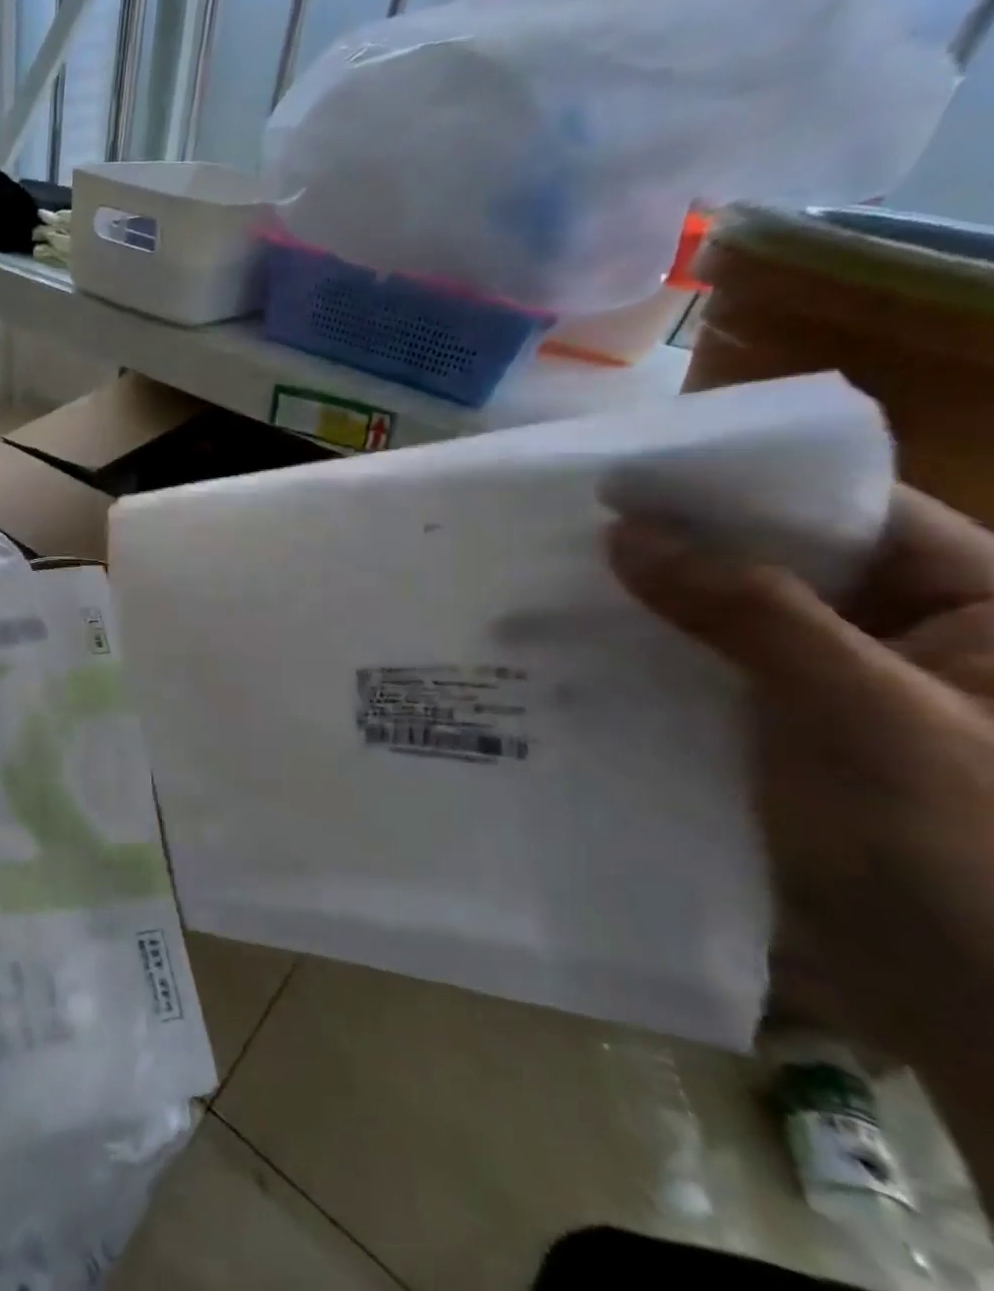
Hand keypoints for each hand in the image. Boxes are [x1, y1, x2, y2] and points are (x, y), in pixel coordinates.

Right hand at [608, 485, 993, 1085]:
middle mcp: (907, 635)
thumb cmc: (963, 853)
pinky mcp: (785, 738)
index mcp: (979, 605)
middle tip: (560, 533)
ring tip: (548, 589)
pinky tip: (577, 656)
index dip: (732, 490)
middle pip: (775, 564)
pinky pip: (710, 678)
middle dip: (672, 552)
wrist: (985, 1016)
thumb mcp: (861, 715)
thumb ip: (746, 611)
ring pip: (730, 624)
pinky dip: (651, 663)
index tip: (618, 483)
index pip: (842, 511)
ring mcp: (839, 690)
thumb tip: (627, 532)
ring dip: (649, 610)